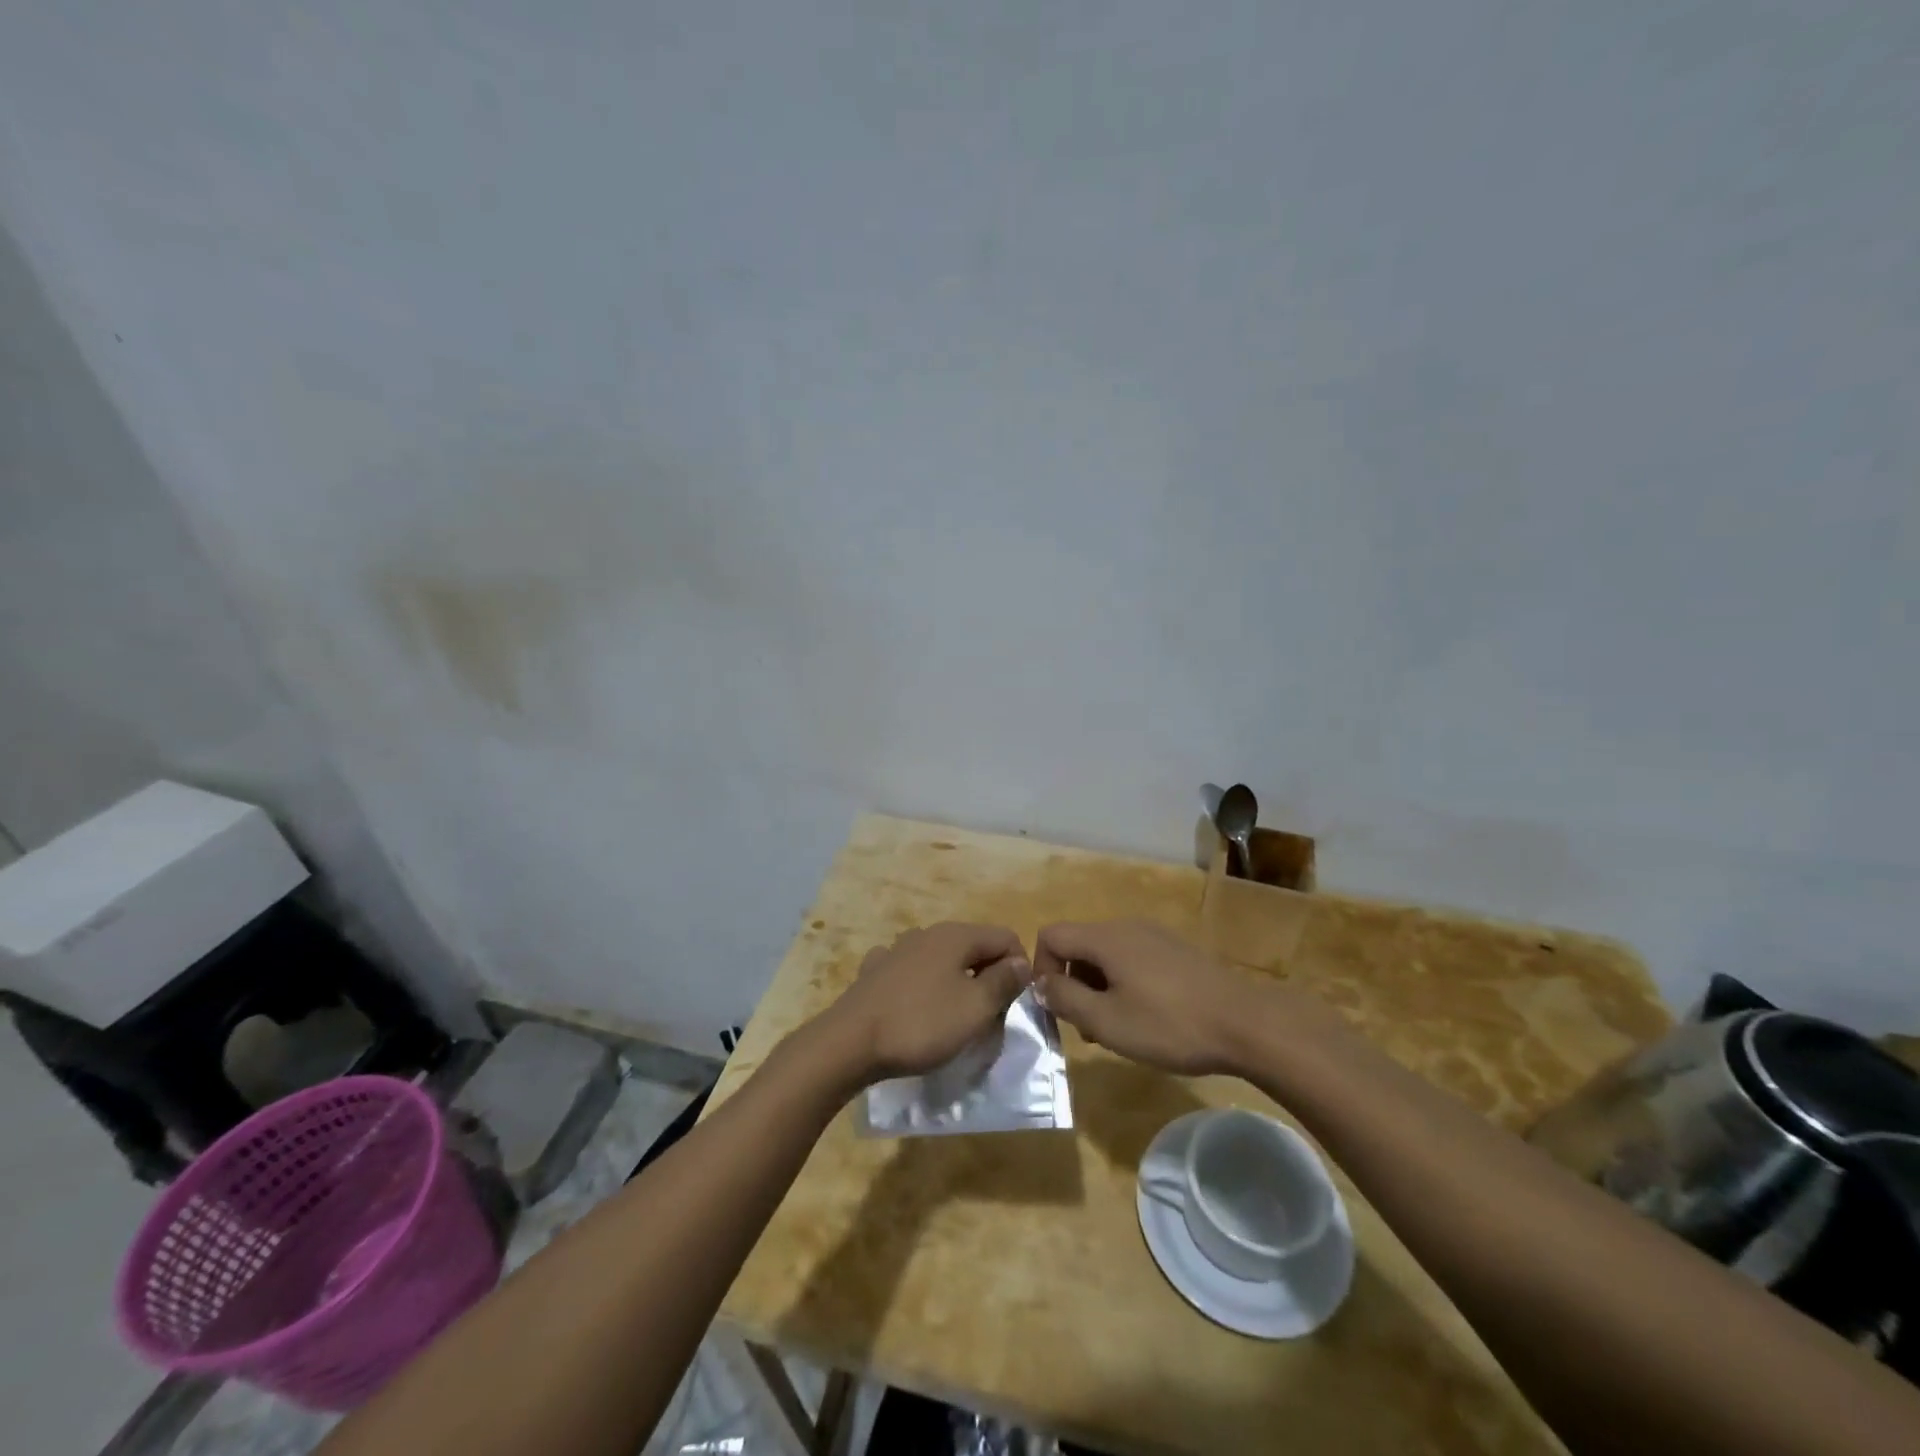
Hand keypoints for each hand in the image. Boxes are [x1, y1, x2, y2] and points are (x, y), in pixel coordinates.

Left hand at [820, 922, 1030, 1082]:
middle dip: (989, 977)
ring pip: (942, 960)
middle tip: (989, 1017)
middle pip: (974, 947)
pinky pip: (912, 973)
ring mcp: (897, 949)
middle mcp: (927, 933)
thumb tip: (1021, 962)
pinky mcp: (875, 972)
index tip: (1015, 1004)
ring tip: (953, 1017)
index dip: (1019, 968)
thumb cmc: (921, 1024)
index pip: (1005, 937)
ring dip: (956, 982)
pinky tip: (915, 1007)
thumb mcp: (975, 1008)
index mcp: (956, 935)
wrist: (849, 1043)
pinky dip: (922, 987)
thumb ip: (1003, 982)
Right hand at [1033, 920, 1303, 1075]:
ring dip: (1097, 987)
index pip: (1051, 935)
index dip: (1041, 969)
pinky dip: (1123, 983)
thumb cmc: (1170, 1025)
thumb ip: (1065, 999)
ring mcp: (1155, 936)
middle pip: (1079, 944)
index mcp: (1106, 938)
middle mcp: (1127, 927)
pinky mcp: (1176, 951)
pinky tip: (1145, 1017)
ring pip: (1106, 954)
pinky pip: (1132, 959)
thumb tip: (1040, 983)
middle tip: (1085, 1027)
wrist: (1247, 1024)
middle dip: (1071, 982)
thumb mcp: (1107, 1021)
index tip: (1055, 1007)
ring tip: (1114, 1028)